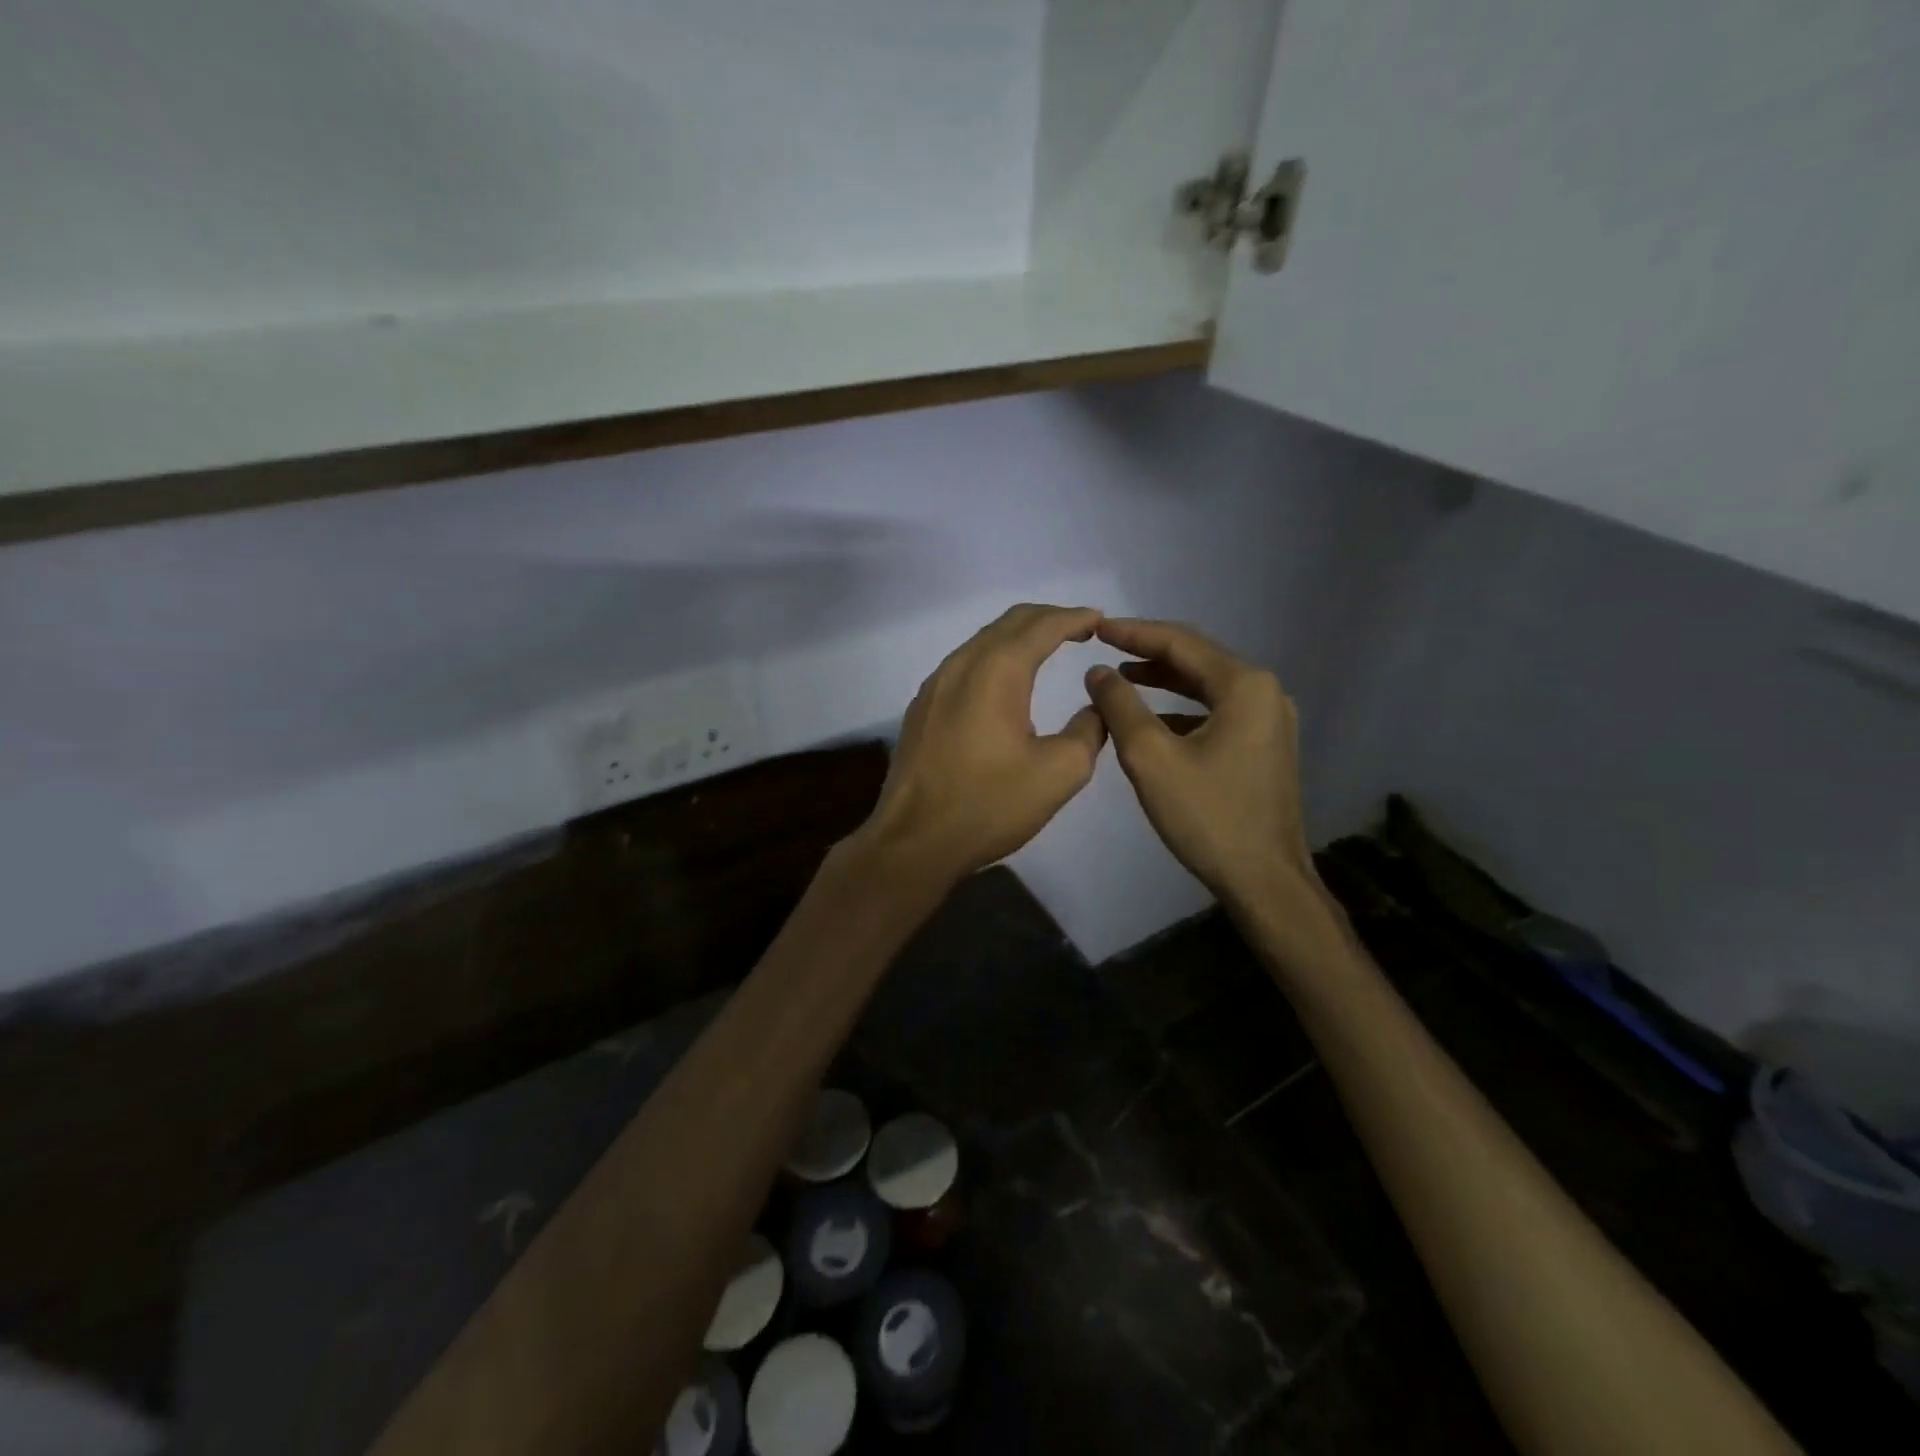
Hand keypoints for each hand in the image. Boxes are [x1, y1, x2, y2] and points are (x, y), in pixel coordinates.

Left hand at [858, 604, 1108, 888]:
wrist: (914, 840)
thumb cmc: (989, 805)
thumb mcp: (1059, 773)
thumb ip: (1088, 731)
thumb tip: (1096, 708)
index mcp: (997, 671)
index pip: (1042, 625)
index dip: (1074, 617)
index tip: (1100, 620)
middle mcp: (961, 665)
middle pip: (1008, 623)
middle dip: (1047, 619)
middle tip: (1079, 629)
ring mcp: (934, 685)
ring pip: (982, 642)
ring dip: (1017, 638)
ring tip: (1046, 649)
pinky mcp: (921, 708)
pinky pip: (963, 666)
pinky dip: (993, 659)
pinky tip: (1004, 684)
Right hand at [1083, 618, 1314, 908]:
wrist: (1265, 880)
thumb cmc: (1207, 816)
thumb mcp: (1151, 757)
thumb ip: (1120, 706)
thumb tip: (1098, 672)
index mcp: (1244, 685)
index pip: (1180, 642)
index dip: (1133, 632)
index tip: (1095, 627)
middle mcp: (1265, 692)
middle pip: (1198, 658)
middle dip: (1149, 651)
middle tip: (1105, 646)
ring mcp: (1270, 720)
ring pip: (1208, 686)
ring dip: (1165, 680)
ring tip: (1122, 677)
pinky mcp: (1266, 746)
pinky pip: (1218, 711)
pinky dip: (1182, 708)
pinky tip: (1153, 720)